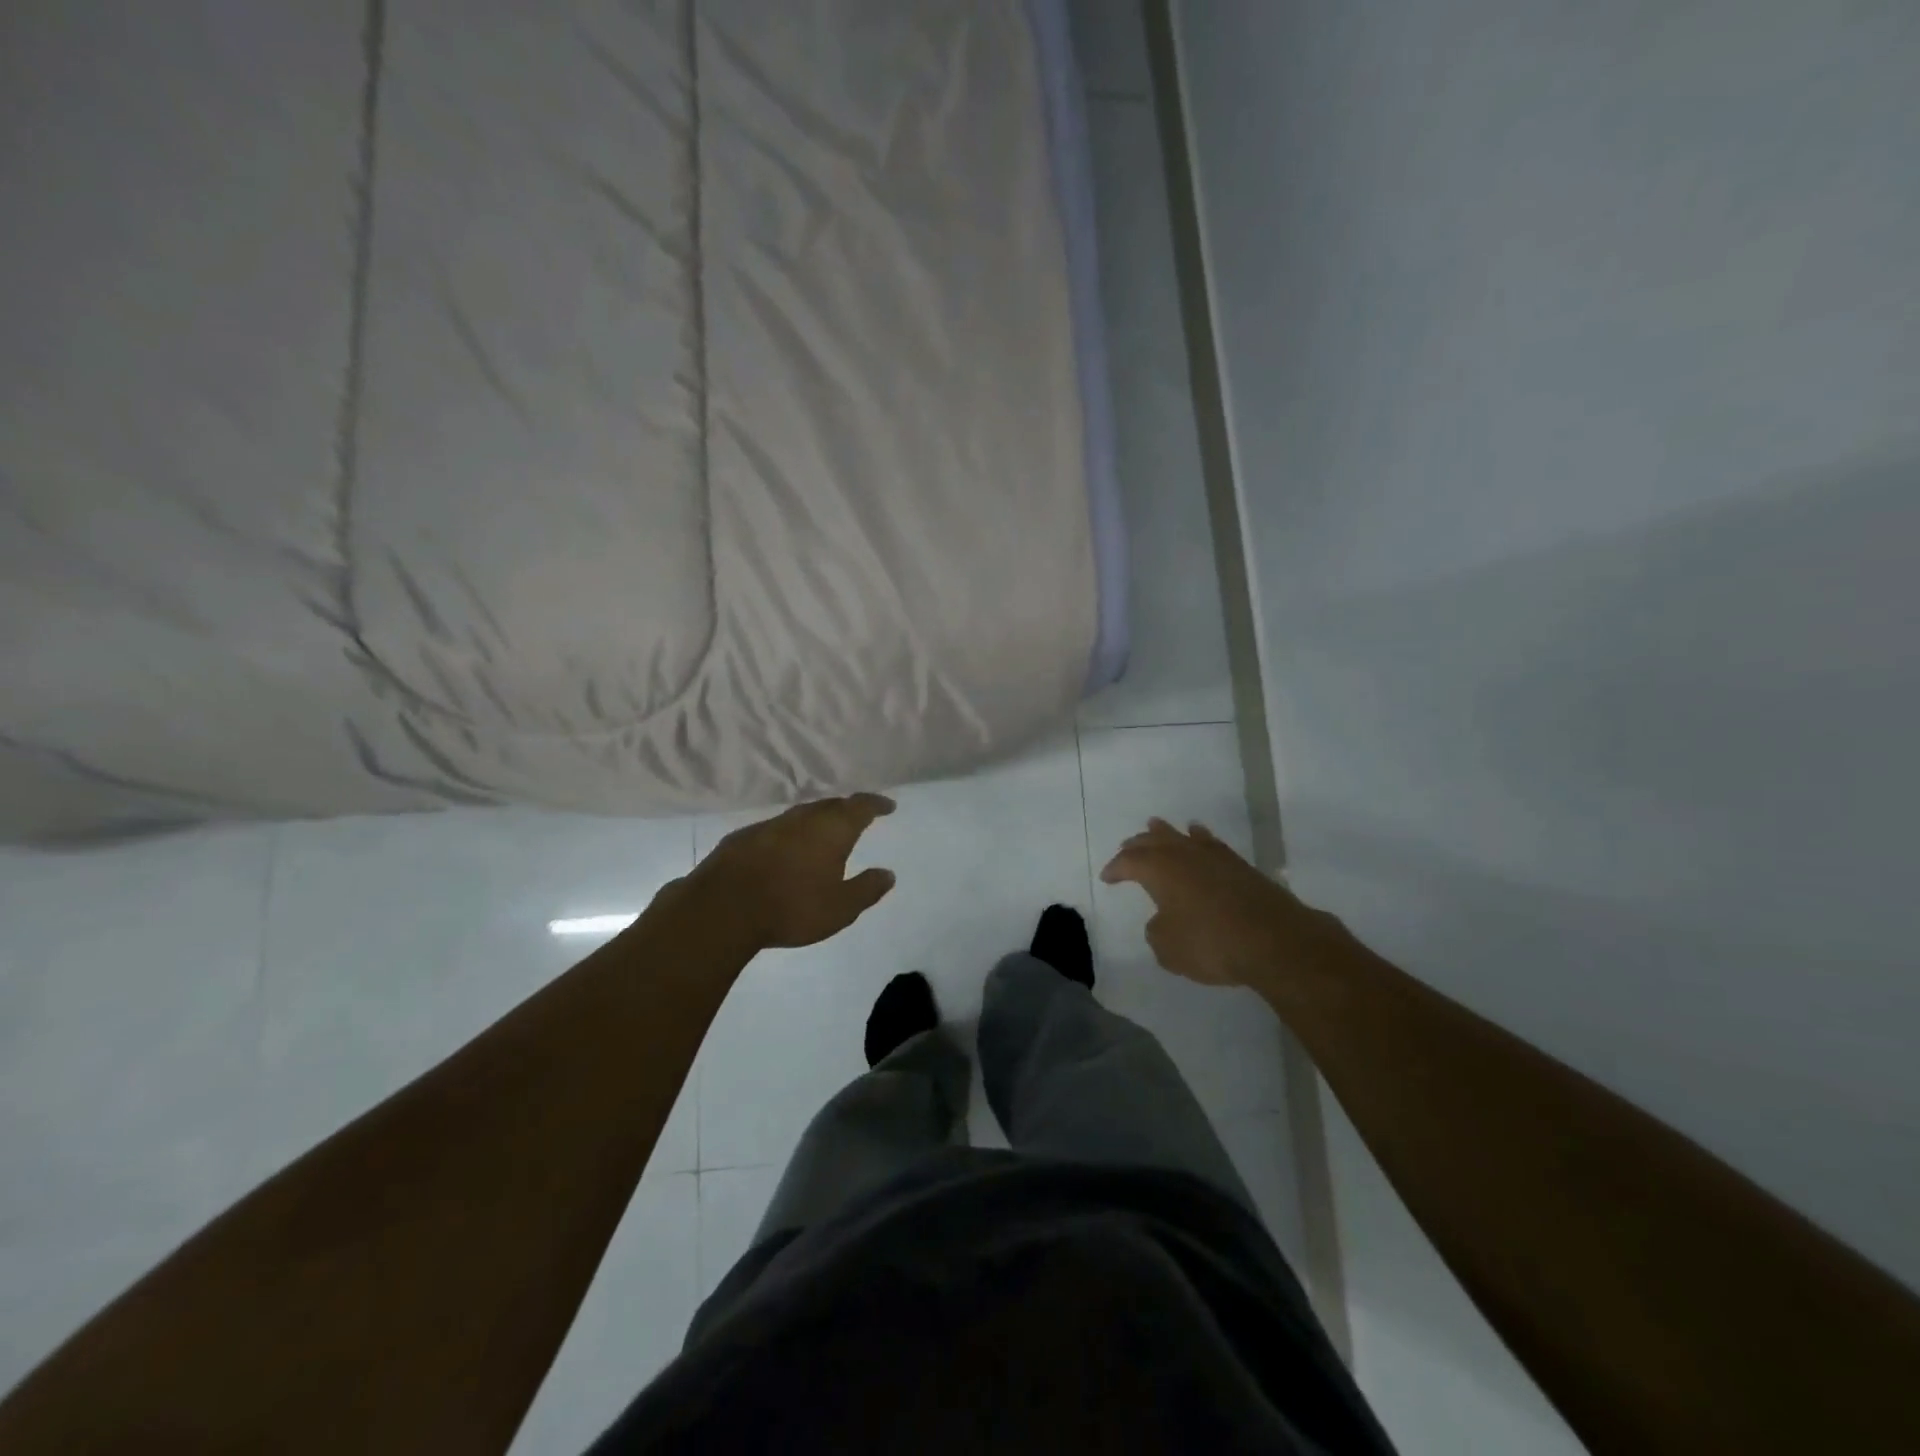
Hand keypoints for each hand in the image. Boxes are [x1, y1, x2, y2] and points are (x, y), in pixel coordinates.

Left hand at [685, 793, 897, 948]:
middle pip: (831, 805)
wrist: (722, 908)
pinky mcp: (744, 837)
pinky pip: (777, 828)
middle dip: (847, 809)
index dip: (876, 804)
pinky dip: (790, 834)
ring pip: (802, 814)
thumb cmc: (791, 907)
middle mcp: (803, 818)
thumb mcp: (840, 908)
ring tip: (824, 832)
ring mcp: (770, 825)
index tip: (888, 805)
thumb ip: (866, 889)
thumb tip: (888, 873)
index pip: (860, 806)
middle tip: (857, 817)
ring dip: (817, 820)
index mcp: (832, 830)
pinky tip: (786, 849)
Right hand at [1100, 818, 1332, 989]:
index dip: (1115, 869)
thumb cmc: (1210, 943)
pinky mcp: (1240, 866)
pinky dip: (1199, 839)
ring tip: (1156, 826)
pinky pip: (1210, 844)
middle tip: (1127, 847)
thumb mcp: (1168, 948)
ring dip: (1167, 833)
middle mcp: (1183, 854)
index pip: (1128, 862)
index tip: (1107, 877)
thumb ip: (1156, 931)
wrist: (1274, 940)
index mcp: (1159, 869)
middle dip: (1138, 844)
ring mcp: (1214, 856)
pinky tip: (1200, 837)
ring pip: (1182, 836)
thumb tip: (1163, 920)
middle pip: (1153, 841)